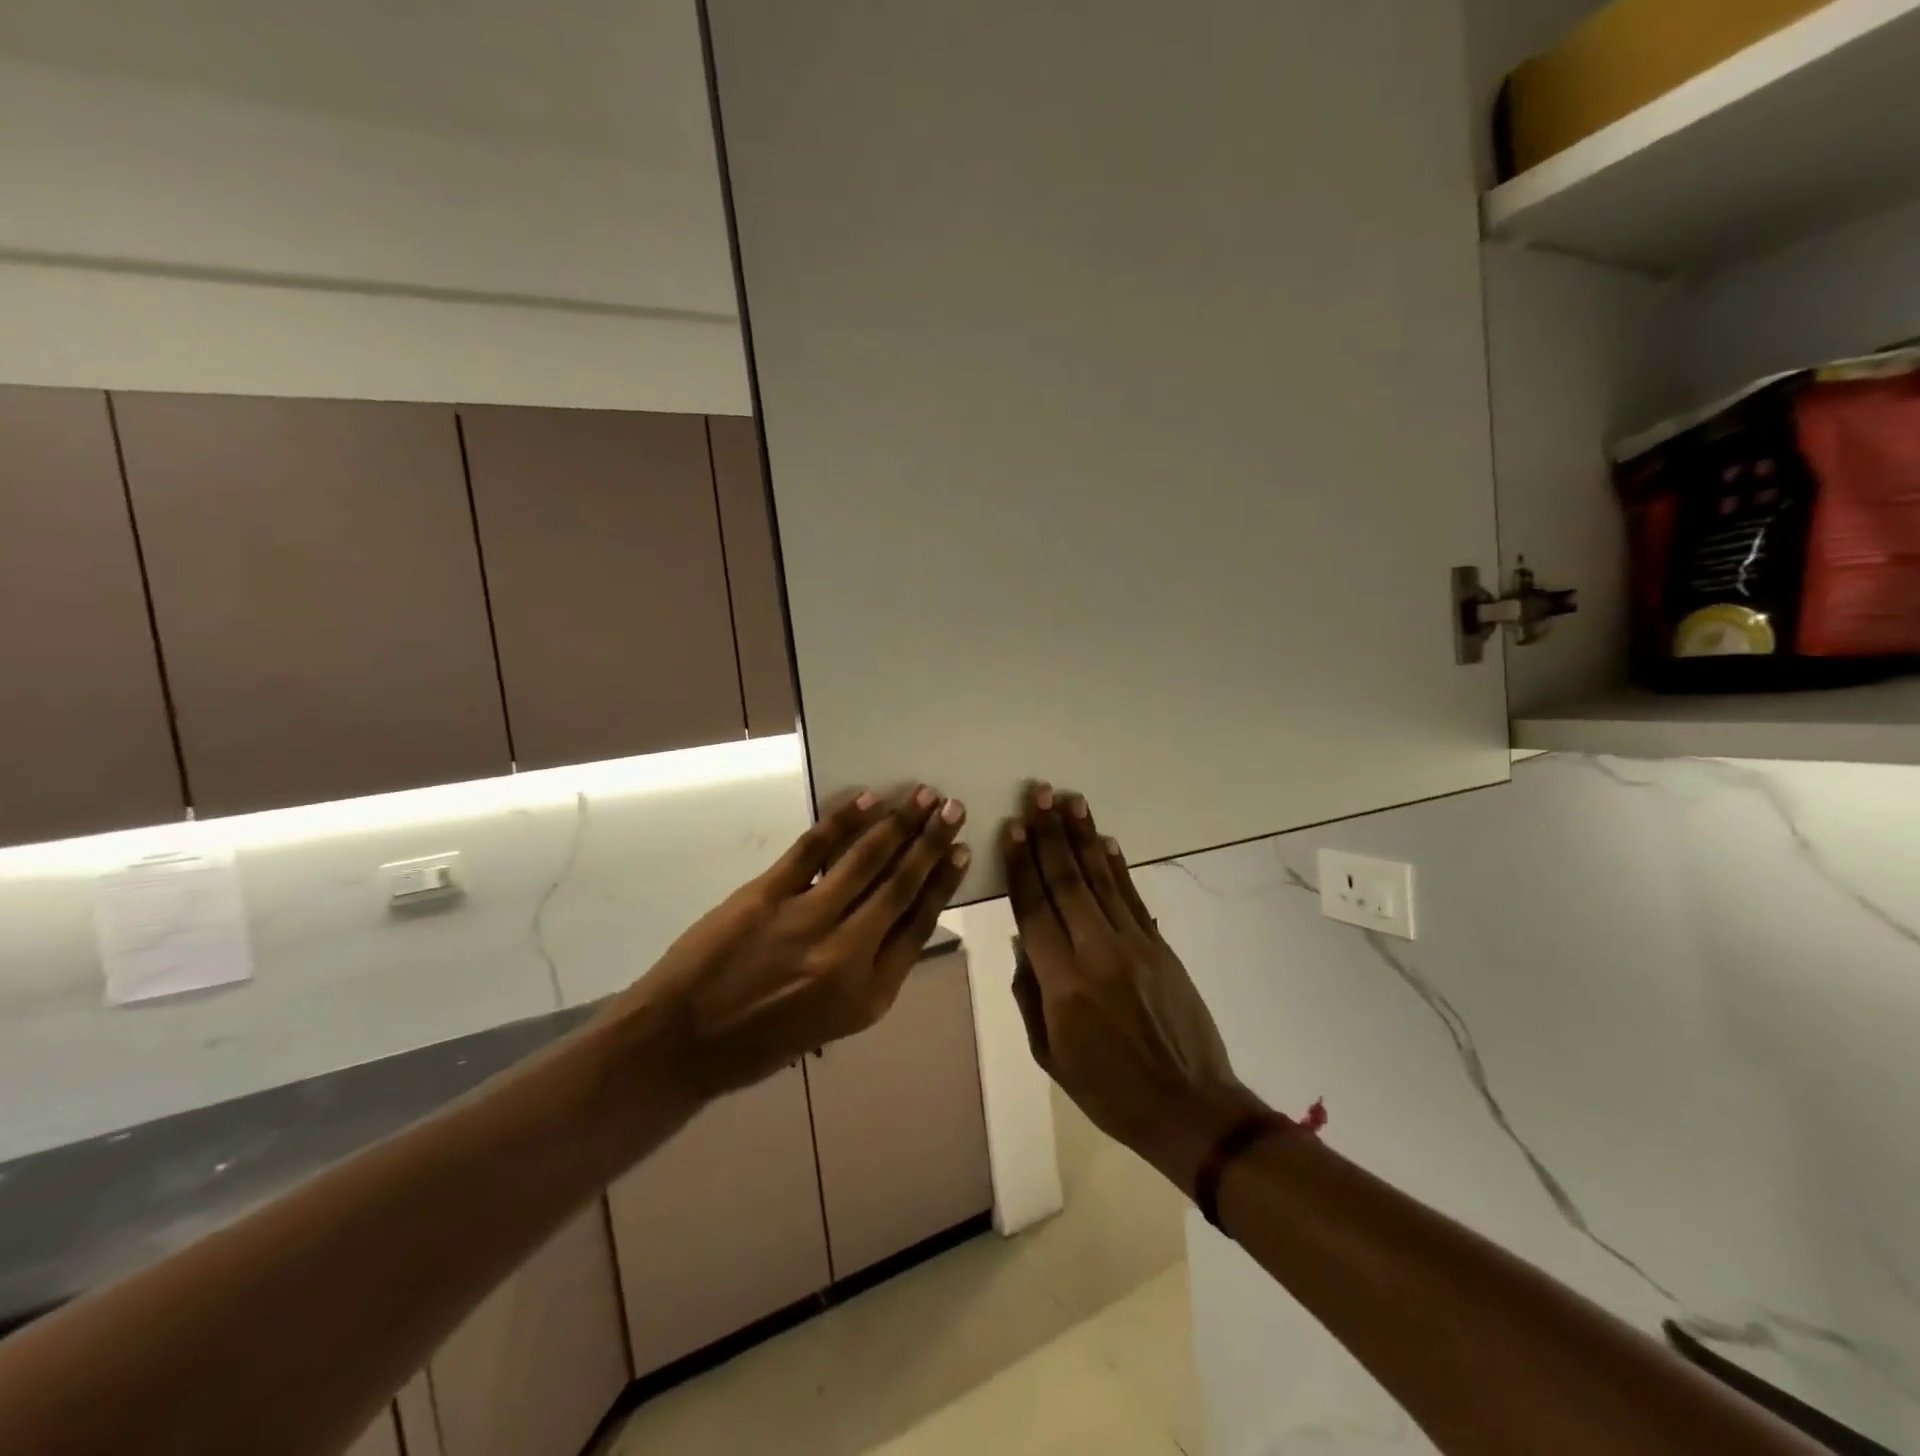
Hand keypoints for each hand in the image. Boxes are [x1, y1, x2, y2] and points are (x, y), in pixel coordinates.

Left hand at [618, 786, 970, 1101]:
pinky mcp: (767, 896)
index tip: (962, 850)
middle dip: (931, 842)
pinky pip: (813, 849)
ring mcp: (806, 921)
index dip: (944, 883)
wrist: (680, 1045)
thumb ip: (869, 970)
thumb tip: (895, 914)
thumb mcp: (833, 1022)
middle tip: (954, 808)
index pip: (919, 925)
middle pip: (901, 886)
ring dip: (898, 823)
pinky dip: (842, 821)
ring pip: (866, 861)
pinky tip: (866, 800)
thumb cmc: (759, 1042)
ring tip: (922, 795)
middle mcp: (847, 956)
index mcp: (869, 994)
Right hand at [1002, 783, 1260, 1196]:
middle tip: (1037, 795)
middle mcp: (1096, 953)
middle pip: (1066, 882)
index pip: (1034, 909)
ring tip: (1069, 800)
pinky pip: (1133, 897)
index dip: (1021, 865)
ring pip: (1100, 879)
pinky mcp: (1160, 946)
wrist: (1189, 1107)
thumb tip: (1023, 940)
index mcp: (1062, 984)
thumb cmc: (1108, 1091)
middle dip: (1049, 835)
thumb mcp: (1050, 1055)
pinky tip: (1104, 841)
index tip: (1012, 829)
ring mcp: (1133, 945)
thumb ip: (1030, 993)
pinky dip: (1117, 866)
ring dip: (1083, 837)